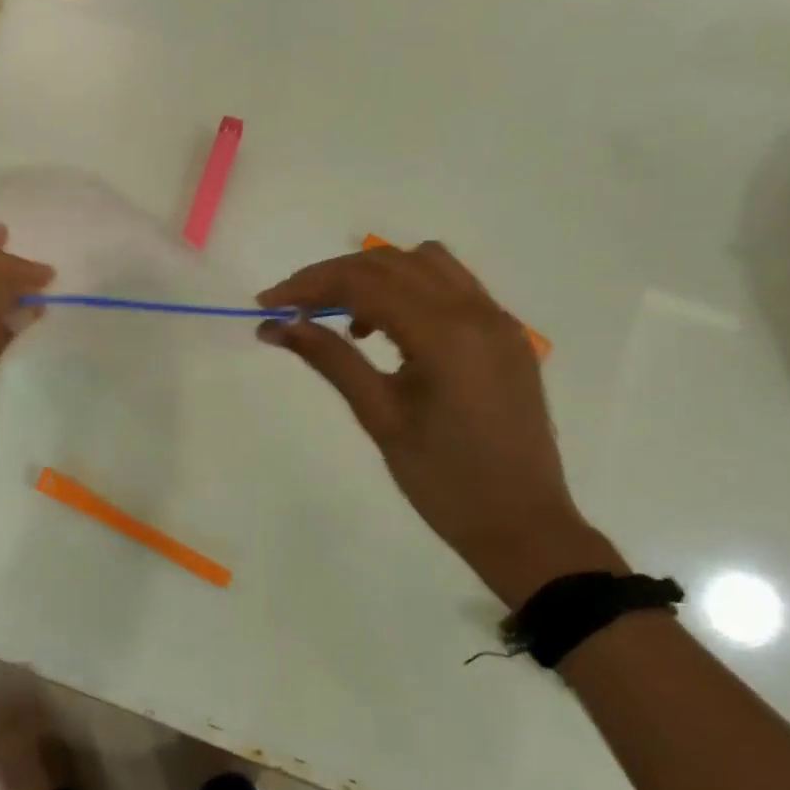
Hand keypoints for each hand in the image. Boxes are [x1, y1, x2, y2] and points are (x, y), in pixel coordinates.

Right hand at [257, 243, 619, 607]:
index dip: (308, 285)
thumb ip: (330, 359)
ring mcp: (497, 321)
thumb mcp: (379, 417)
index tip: (266, 305)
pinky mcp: (505, 336)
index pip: (364, 282)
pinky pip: (452, 287)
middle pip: (391, 263)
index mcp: (445, 335)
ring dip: (374, 275)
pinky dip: (409, 289)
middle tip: (291, 308)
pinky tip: (385, 329)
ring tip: (340, 317)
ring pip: (426, 264)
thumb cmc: (443, 482)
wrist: (522, 525)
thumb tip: (277, 325)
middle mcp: (477, 312)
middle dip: (334, 276)